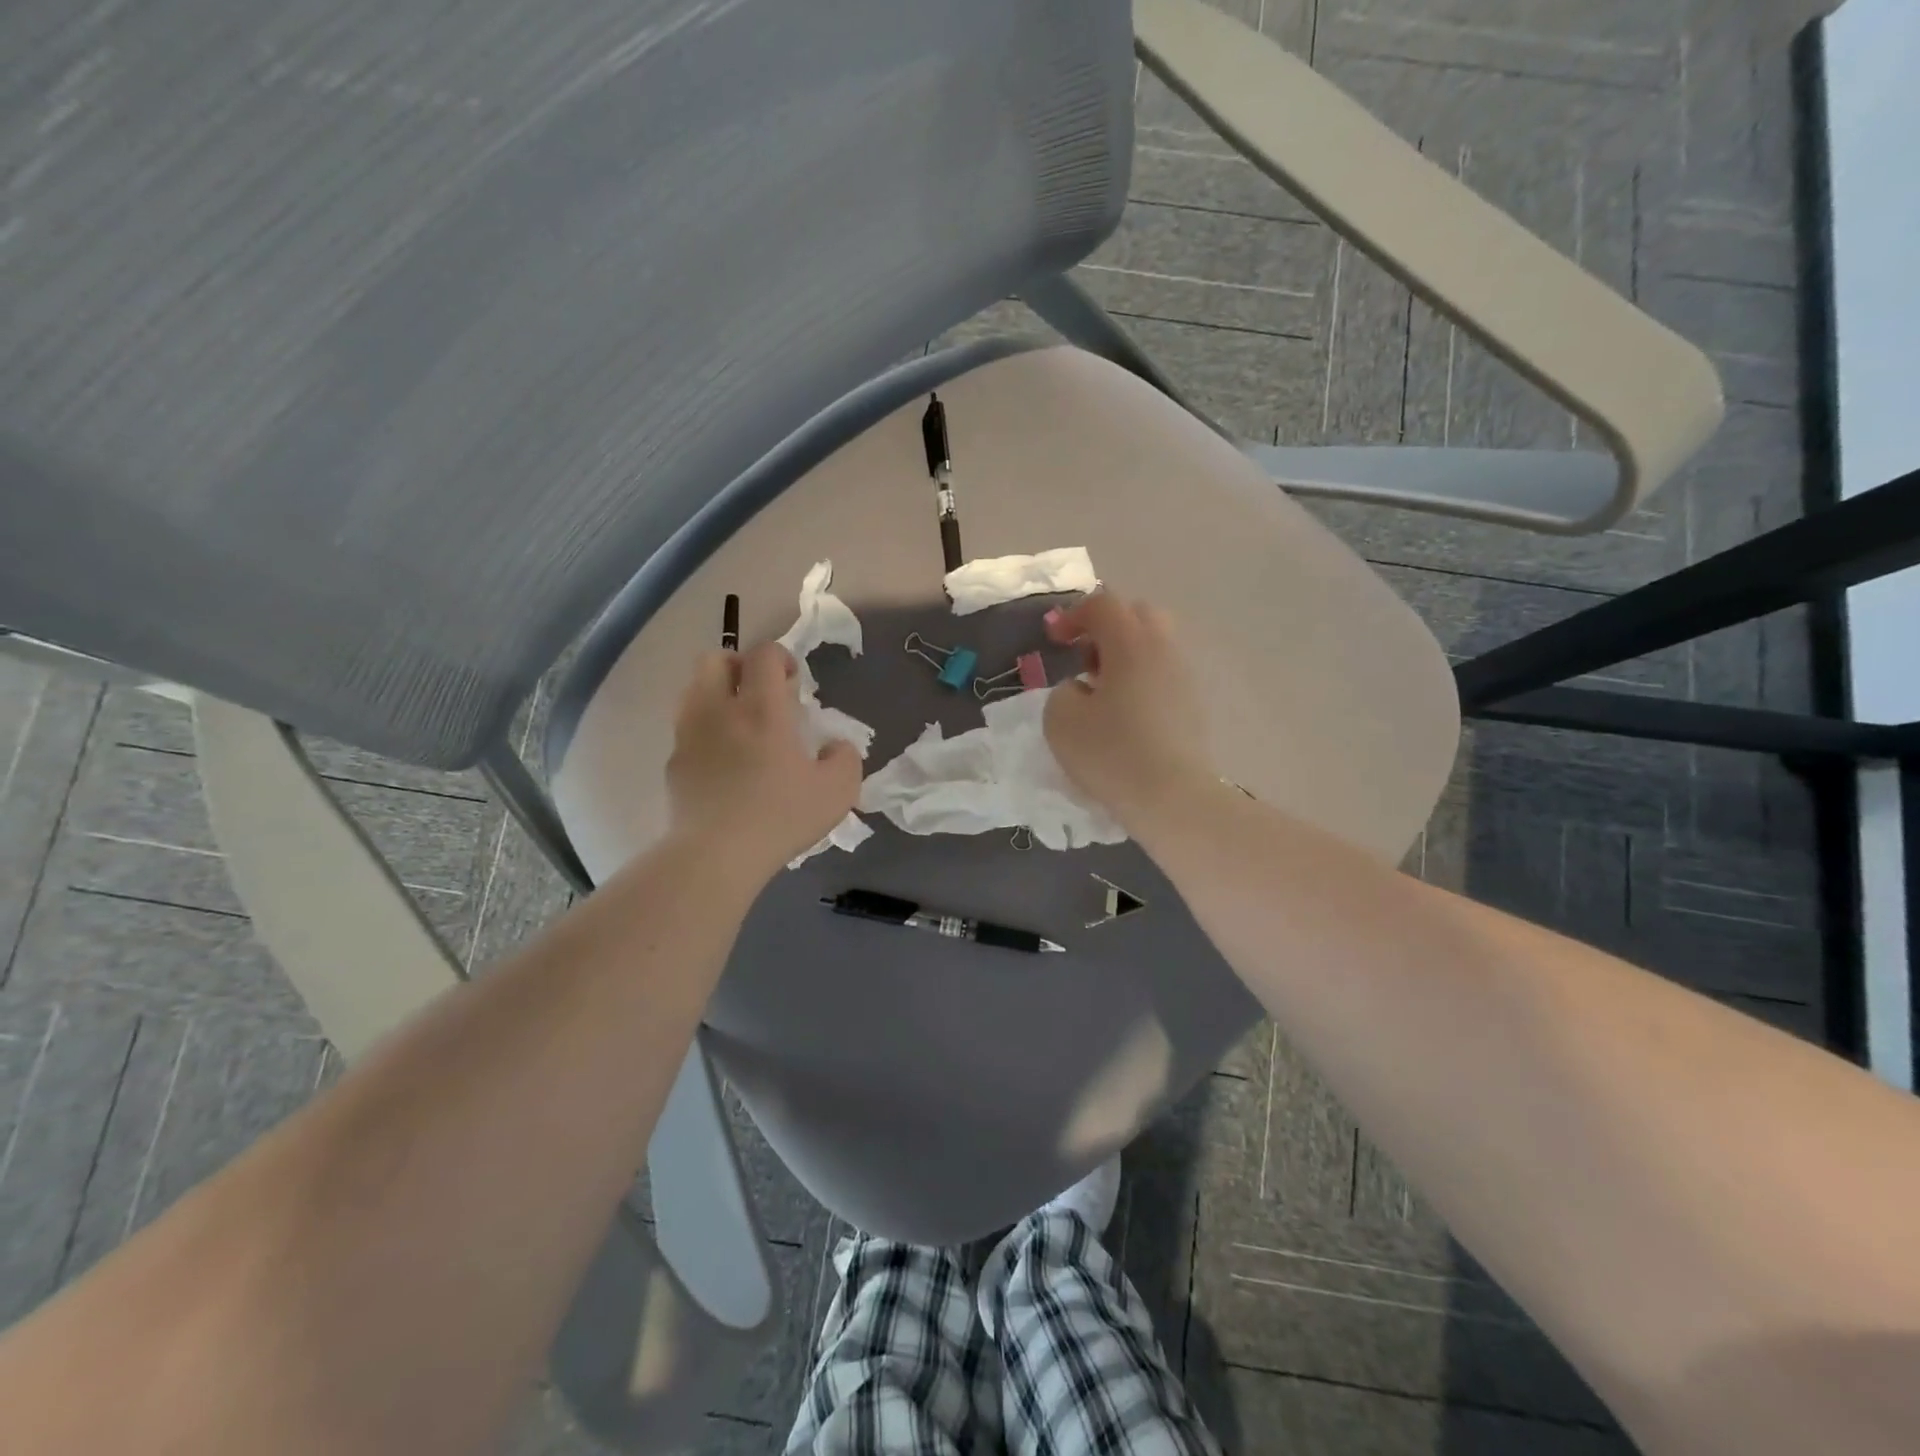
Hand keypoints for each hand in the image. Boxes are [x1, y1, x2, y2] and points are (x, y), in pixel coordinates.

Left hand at [666, 643, 861, 881]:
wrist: (716, 855)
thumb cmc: (781, 816)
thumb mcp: (838, 790)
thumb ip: (845, 758)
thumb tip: (835, 746)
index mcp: (761, 708)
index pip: (763, 654)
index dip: (781, 657)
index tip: (794, 683)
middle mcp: (718, 709)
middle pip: (716, 659)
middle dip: (740, 666)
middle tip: (762, 695)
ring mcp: (689, 735)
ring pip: (695, 690)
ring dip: (719, 695)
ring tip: (741, 726)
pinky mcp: (673, 763)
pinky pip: (687, 729)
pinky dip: (705, 731)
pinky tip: (723, 762)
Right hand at [1044, 592, 1217, 828]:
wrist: (1171, 797)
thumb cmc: (1111, 752)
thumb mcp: (1060, 719)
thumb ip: (1062, 691)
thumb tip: (1081, 689)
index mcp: (1130, 643)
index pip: (1102, 604)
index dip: (1073, 615)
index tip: (1054, 641)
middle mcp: (1163, 649)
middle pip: (1137, 615)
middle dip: (1106, 628)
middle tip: (1083, 659)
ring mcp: (1183, 677)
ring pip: (1153, 645)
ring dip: (1124, 656)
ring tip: (1101, 691)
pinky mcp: (1192, 705)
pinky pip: (1162, 674)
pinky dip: (1140, 680)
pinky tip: (1124, 714)